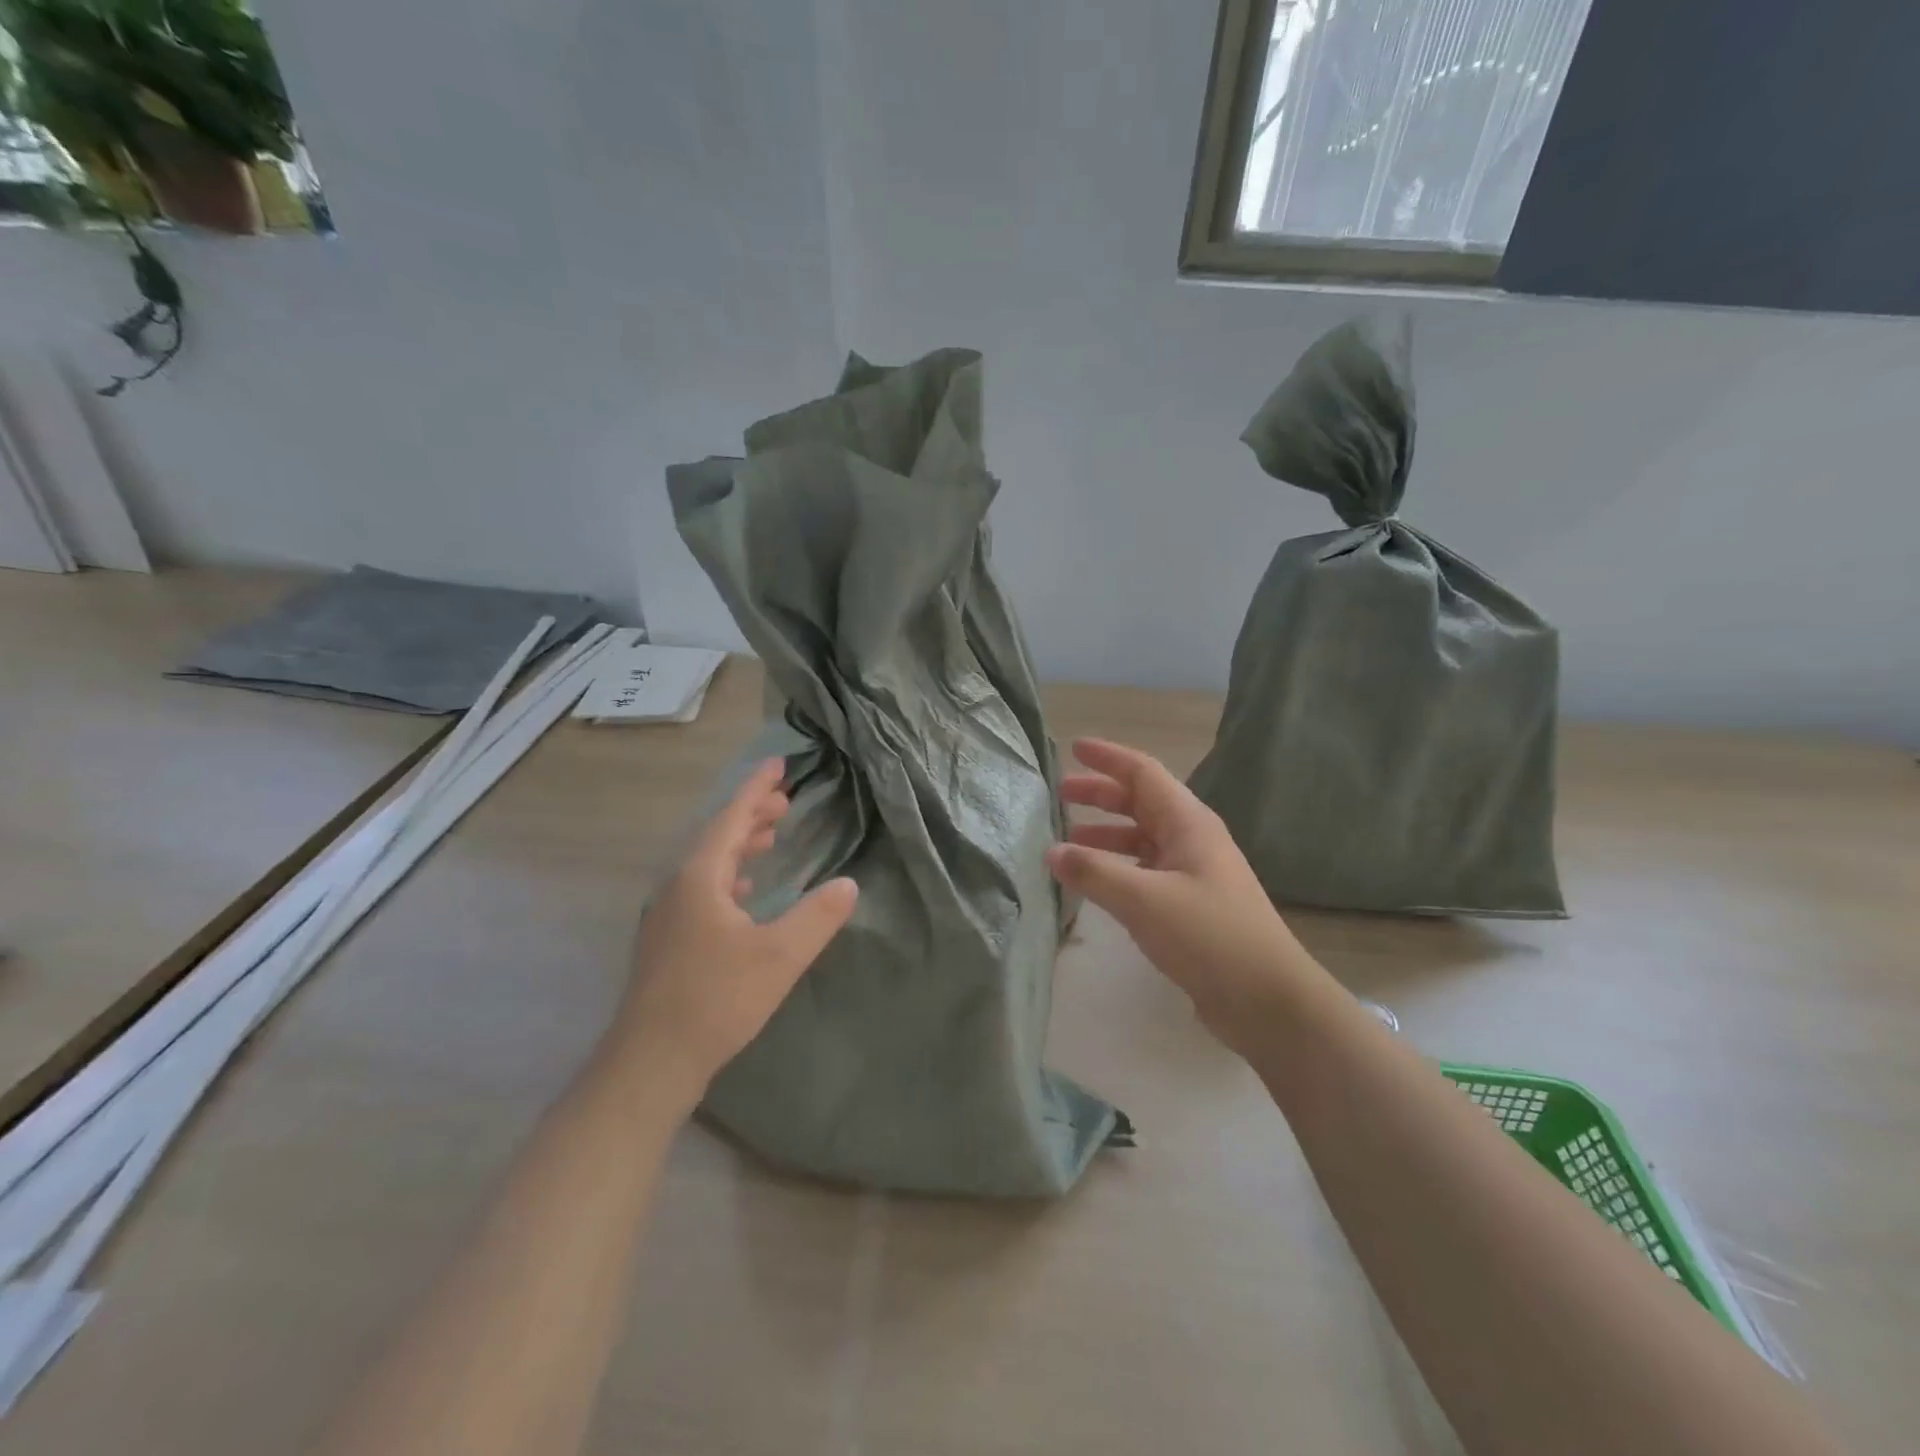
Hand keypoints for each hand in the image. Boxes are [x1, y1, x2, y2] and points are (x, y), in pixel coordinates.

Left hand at [616, 759, 857, 1100]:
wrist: (651, 1061)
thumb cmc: (716, 1000)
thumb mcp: (779, 956)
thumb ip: (817, 917)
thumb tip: (848, 884)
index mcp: (701, 878)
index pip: (732, 818)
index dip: (756, 788)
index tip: (778, 763)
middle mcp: (679, 887)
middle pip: (718, 837)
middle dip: (751, 814)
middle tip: (784, 801)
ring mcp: (670, 915)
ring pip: (710, 865)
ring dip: (741, 845)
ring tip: (770, 836)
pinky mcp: (670, 941)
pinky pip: (705, 889)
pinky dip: (731, 876)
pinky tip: (746, 892)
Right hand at [1046, 738, 1309, 1053]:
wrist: (1267, 999)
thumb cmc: (1208, 936)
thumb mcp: (1144, 899)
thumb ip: (1094, 871)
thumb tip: (1051, 852)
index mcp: (1187, 822)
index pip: (1142, 772)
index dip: (1107, 758)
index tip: (1073, 748)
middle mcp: (1191, 838)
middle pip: (1140, 802)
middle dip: (1100, 794)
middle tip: (1059, 794)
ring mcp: (1193, 872)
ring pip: (1141, 838)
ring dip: (1105, 833)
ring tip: (1067, 841)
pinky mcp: (1190, 904)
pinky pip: (1145, 870)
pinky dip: (1117, 867)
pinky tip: (1095, 883)